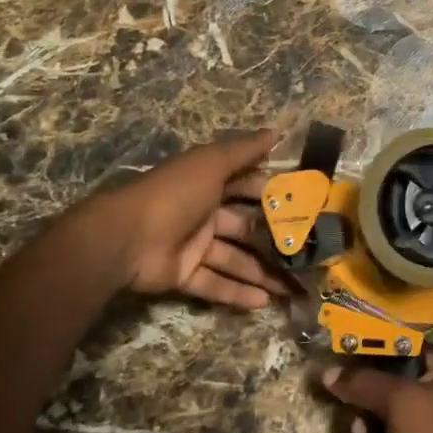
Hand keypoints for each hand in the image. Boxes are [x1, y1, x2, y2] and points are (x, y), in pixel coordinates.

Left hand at [81, 128, 292, 309]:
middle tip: (307, 251)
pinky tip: (265, 302)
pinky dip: (238, 293)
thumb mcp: (211, 164)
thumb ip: (244, 150)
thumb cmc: (174, 194)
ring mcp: (193, 246)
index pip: (247, 185)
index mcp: (208, 184)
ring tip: (294, 286)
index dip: (272, 192)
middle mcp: (203, 213)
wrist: (125, 237)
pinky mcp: (184, 274)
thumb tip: (278, 130)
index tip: (303, 203)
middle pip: (245, 227)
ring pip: (235, 259)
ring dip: (262, 272)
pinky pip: (216, 284)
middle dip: (273, 239)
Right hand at [320, 347, 432, 432]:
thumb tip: (328, 371)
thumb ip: (365, 383)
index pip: (403, 348)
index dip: (370, 357)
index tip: (342, 373)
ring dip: (375, 427)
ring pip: (400, 413)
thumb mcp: (399, 405)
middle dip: (370, 402)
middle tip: (353, 423)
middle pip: (399, 383)